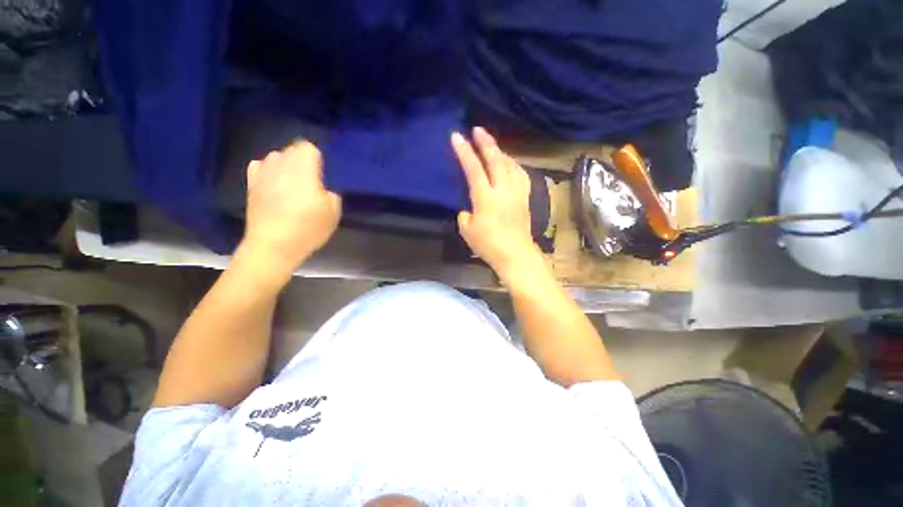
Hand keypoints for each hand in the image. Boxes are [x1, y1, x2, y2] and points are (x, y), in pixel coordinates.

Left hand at [239, 142, 341, 276]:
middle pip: (292, 149)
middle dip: (304, 160)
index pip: (308, 147)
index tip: (324, 174)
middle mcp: (280, 165)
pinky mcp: (251, 184)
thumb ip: (332, 191)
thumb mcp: (334, 211)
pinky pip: (261, 166)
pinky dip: (270, 170)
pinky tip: (275, 183)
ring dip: (287, 164)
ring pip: (276, 156)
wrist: (273, 246)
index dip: (319, 158)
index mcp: (302, 170)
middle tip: (313, 180)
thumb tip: (324, 185)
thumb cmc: (308, 228)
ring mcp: (262, 173)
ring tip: (294, 182)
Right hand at [451, 127, 542, 280]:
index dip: (464, 152)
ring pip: (511, 165)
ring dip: (500, 151)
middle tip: (478, 129)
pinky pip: (521, 175)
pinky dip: (514, 165)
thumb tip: (469, 209)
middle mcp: (503, 191)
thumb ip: (465, 215)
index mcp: (485, 199)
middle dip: (486, 143)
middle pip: (496, 160)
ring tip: (492, 145)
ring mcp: (517, 193)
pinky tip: (510, 163)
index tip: (457, 137)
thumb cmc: (488, 246)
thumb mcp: (467, 231)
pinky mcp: (525, 199)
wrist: (516, 255)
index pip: (474, 169)